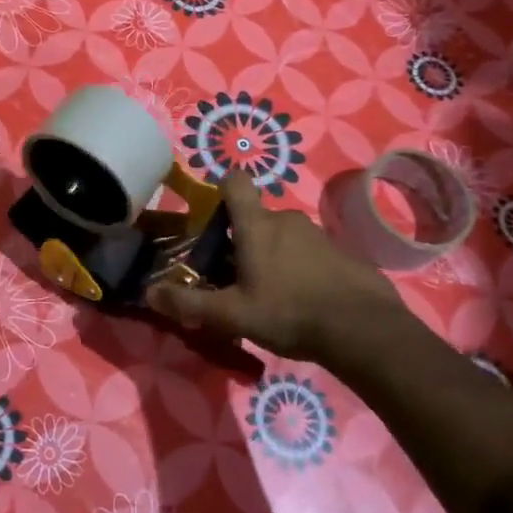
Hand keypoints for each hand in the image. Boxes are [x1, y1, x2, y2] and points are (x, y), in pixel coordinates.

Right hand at [146, 171, 408, 361]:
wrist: (363, 329)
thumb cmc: (288, 313)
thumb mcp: (232, 315)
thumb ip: (189, 302)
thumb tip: (149, 291)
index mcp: (257, 226)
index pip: (235, 182)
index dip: (221, 190)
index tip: (214, 219)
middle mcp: (286, 219)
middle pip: (256, 218)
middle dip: (243, 241)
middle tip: (235, 278)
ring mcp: (318, 233)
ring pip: (283, 235)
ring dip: (272, 255)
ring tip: (270, 294)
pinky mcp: (342, 251)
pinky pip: (309, 251)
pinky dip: (300, 267)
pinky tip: (303, 301)